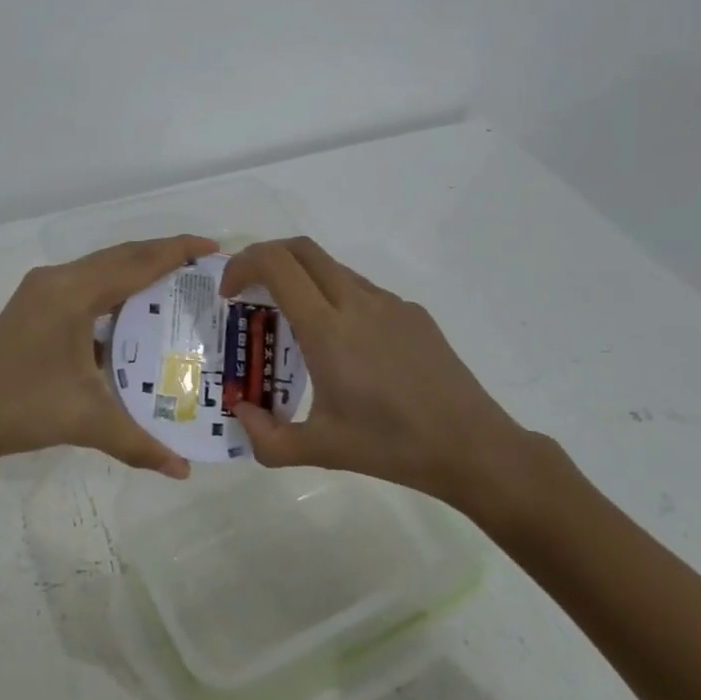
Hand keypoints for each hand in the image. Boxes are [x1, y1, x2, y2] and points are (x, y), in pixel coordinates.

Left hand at [0, 235, 218, 478]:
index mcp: (74, 293)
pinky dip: (116, 286)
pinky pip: (87, 282)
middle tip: (204, 266)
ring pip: (102, 266)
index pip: (137, 262)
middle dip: (163, 254)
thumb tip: (182, 470)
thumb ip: (139, 443)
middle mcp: (59, 280)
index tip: (214, 248)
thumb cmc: (21, 407)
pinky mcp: (34, 304)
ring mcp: (42, 289)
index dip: (178, 251)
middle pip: (121, 255)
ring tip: (177, 281)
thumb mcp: (86, 421)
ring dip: (138, 268)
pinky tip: (132, 311)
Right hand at [218, 237, 542, 505]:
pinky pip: (362, 290)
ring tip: (293, 324)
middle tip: (250, 293)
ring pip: (333, 268)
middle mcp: (357, 303)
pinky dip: (334, 297)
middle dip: (266, 258)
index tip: (229, 294)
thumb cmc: (391, 446)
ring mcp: (390, 304)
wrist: (471, 446)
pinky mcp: (413, 314)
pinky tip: (343, 346)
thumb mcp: (320, 450)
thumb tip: (241, 415)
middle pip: (302, 249)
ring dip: (302, 279)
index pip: (276, 265)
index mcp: (328, 330)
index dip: (243, 265)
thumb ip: (266, 438)